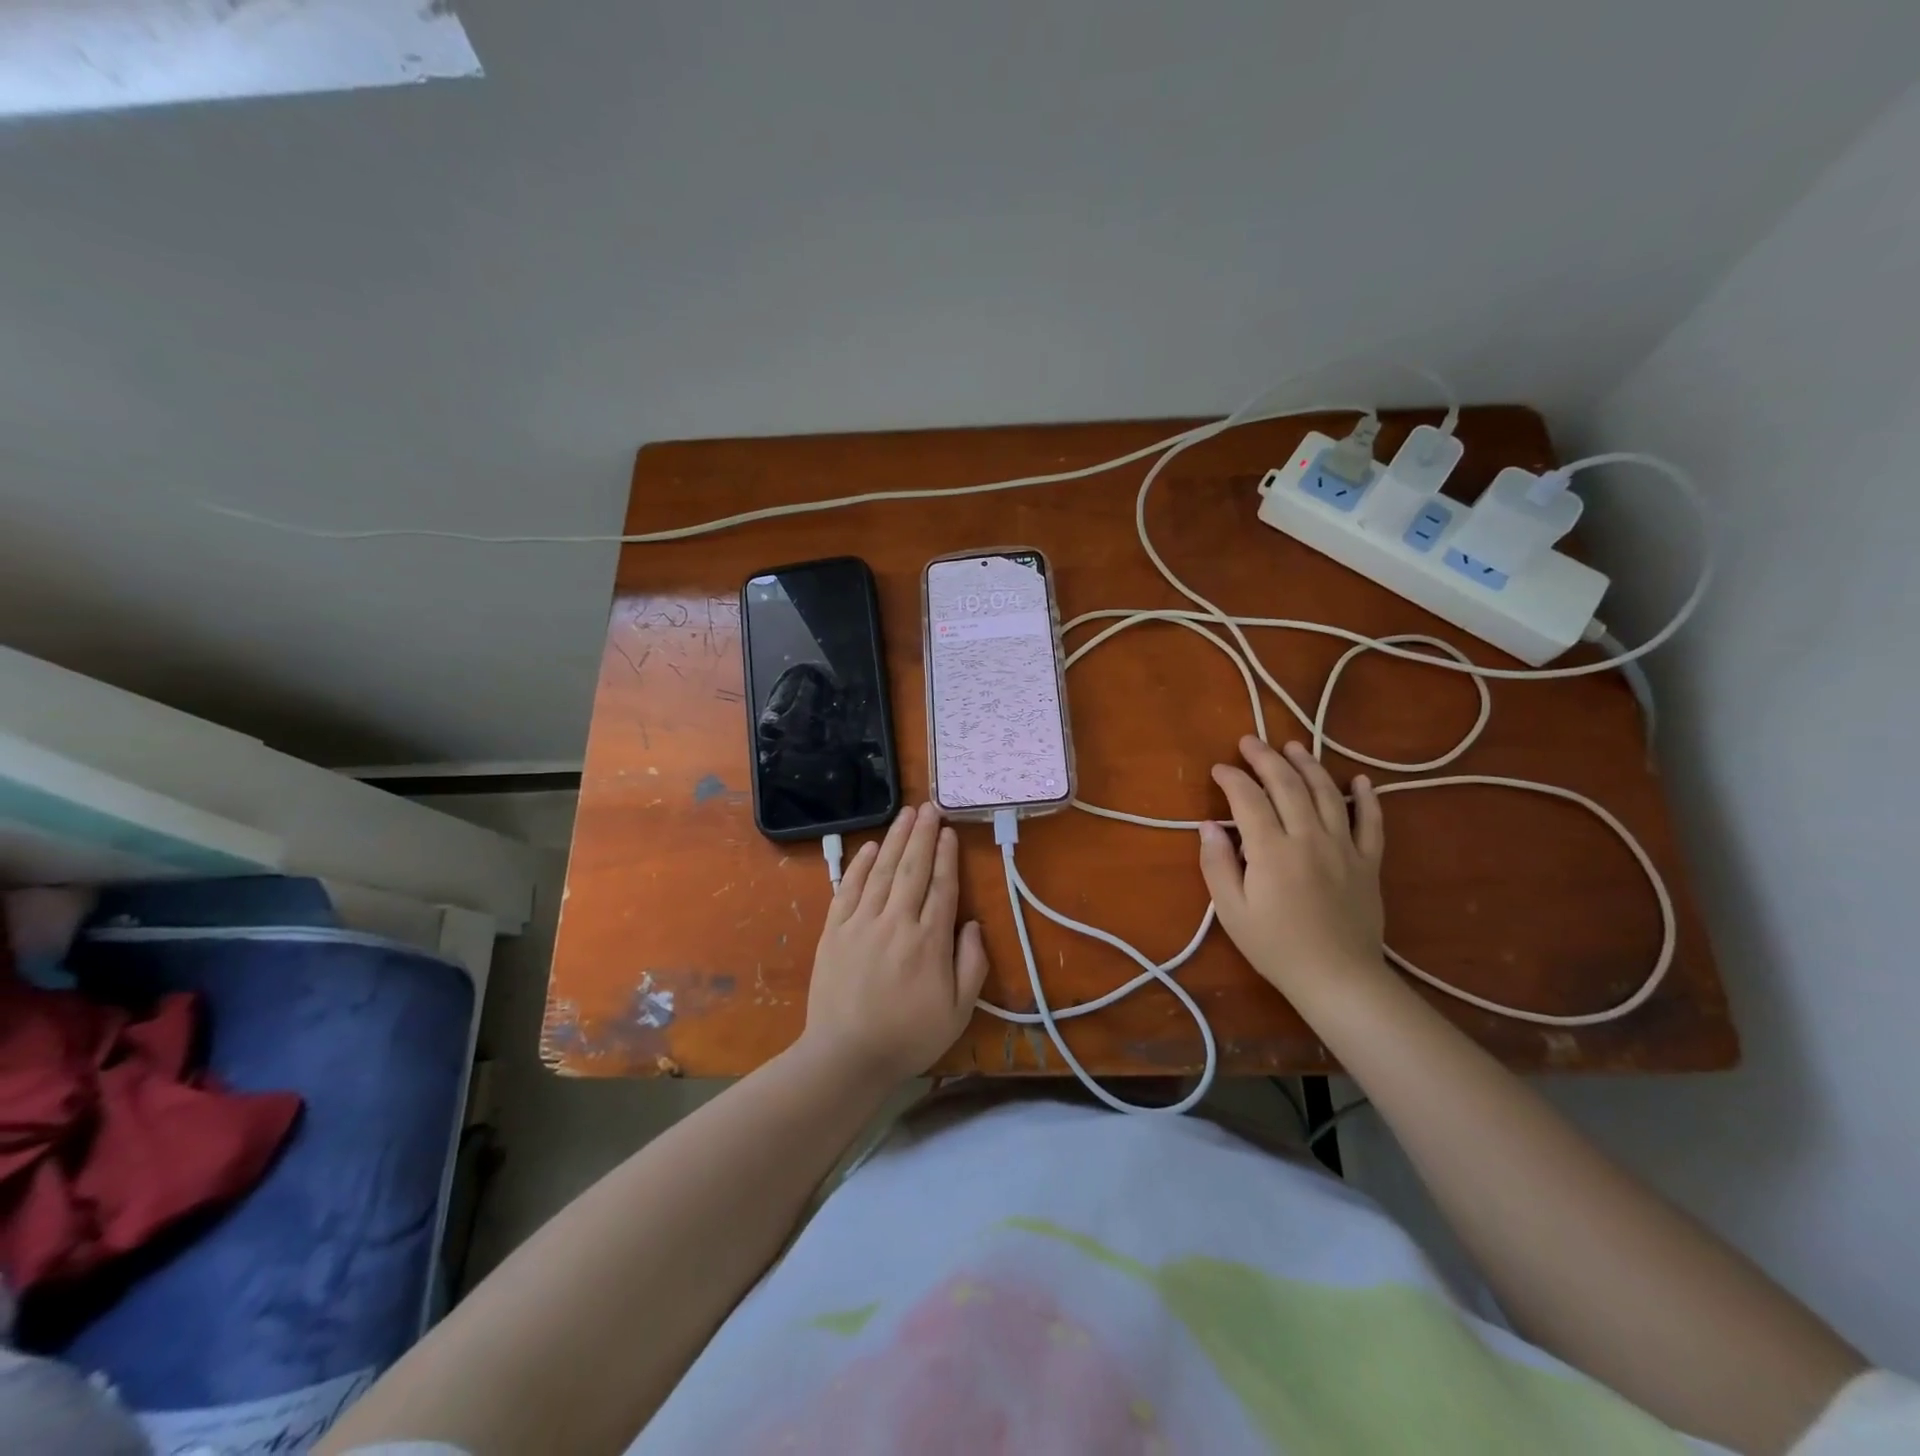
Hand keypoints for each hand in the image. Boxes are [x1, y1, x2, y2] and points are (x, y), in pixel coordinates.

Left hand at [801, 803, 989, 1084]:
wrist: (845, 1056)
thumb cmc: (908, 1036)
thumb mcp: (957, 1012)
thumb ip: (971, 964)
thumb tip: (973, 924)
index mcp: (929, 941)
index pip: (942, 887)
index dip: (947, 856)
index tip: (950, 831)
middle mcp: (896, 922)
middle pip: (912, 869)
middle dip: (923, 835)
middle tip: (930, 807)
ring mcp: (861, 923)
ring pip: (882, 871)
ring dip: (896, 839)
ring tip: (906, 814)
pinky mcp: (835, 931)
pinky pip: (849, 888)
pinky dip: (860, 865)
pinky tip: (871, 846)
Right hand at [1198, 736, 1387, 999]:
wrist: (1338, 979)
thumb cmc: (1275, 947)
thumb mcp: (1232, 911)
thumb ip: (1217, 864)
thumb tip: (1208, 826)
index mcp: (1272, 850)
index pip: (1248, 799)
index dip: (1232, 778)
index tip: (1218, 769)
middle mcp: (1309, 838)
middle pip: (1287, 786)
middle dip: (1266, 759)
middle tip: (1250, 741)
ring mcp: (1344, 847)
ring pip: (1327, 794)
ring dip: (1308, 765)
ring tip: (1293, 747)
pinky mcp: (1368, 862)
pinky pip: (1371, 822)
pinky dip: (1367, 798)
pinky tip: (1359, 779)